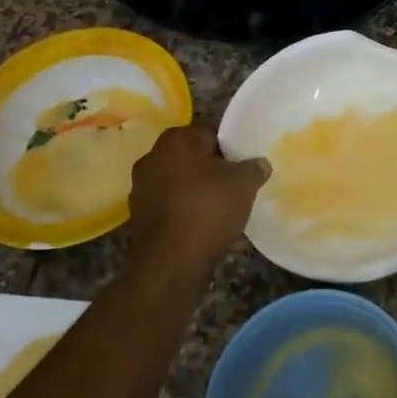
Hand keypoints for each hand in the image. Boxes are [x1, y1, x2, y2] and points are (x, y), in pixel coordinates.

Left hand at [127, 125, 268, 278]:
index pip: (210, 135)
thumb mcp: (245, 183)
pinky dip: (186, 217)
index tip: (242, 170)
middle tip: (234, 190)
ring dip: (199, 196)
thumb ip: (255, 167)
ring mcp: (141, 189)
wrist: (171, 261)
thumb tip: (259, 164)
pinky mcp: (138, 219)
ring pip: (180, 186)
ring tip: (223, 216)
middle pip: (193, 161)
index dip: (230, 152)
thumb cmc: (209, 208)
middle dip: (212, 174)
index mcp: (176, 140)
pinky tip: (206, 233)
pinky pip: (171, 210)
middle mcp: (152, 158)